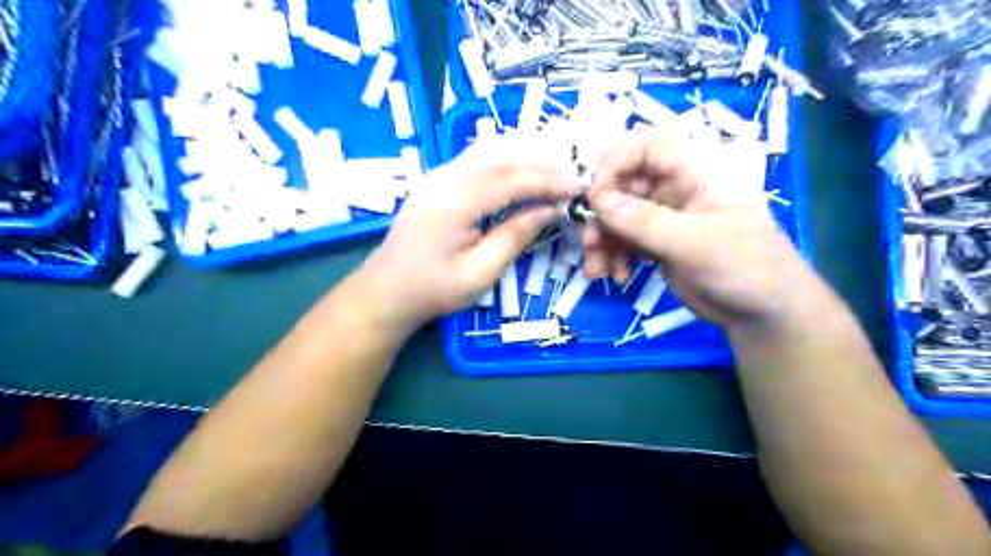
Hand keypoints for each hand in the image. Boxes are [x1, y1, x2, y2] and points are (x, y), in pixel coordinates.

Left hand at [358, 141, 577, 336]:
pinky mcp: (438, 179)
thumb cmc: (434, 289)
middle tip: (573, 176)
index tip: (578, 187)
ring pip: (490, 148)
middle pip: (503, 155)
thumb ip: (515, 236)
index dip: (549, 179)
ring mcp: (439, 174)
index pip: (513, 177)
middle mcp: (446, 177)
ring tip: (555, 169)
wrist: (387, 289)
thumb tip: (550, 210)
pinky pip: (478, 156)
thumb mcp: (480, 273)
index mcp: (455, 201)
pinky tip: (523, 167)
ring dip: (526, 153)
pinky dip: (507, 156)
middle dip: (543, 162)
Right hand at [583, 129, 817, 326]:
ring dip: (602, 242)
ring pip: (618, 217)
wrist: (764, 313)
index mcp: (696, 173)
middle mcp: (676, 188)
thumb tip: (597, 201)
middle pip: (623, 185)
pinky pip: (624, 241)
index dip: (615, 162)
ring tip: (597, 271)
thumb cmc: (746, 267)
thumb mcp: (696, 243)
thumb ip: (645, 222)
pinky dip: (614, 257)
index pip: (648, 147)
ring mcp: (665, 217)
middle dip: (601, 215)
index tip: (594, 196)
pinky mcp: (657, 243)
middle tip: (589, 245)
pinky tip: (618, 276)